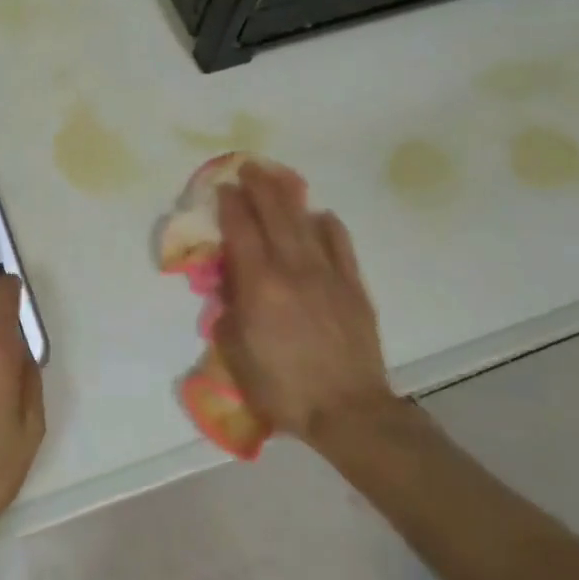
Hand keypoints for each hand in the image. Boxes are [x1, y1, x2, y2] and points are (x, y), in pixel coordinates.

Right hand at [214, 162, 398, 447]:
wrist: (349, 411)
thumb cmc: (283, 388)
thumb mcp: (237, 355)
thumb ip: (229, 313)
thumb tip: (230, 287)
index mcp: (259, 286)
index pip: (241, 231)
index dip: (231, 205)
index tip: (224, 188)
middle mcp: (292, 270)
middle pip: (274, 215)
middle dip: (259, 187)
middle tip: (248, 168)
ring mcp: (327, 275)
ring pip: (305, 222)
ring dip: (289, 196)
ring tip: (278, 177)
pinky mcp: (353, 287)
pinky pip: (340, 244)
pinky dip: (327, 225)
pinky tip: (320, 216)